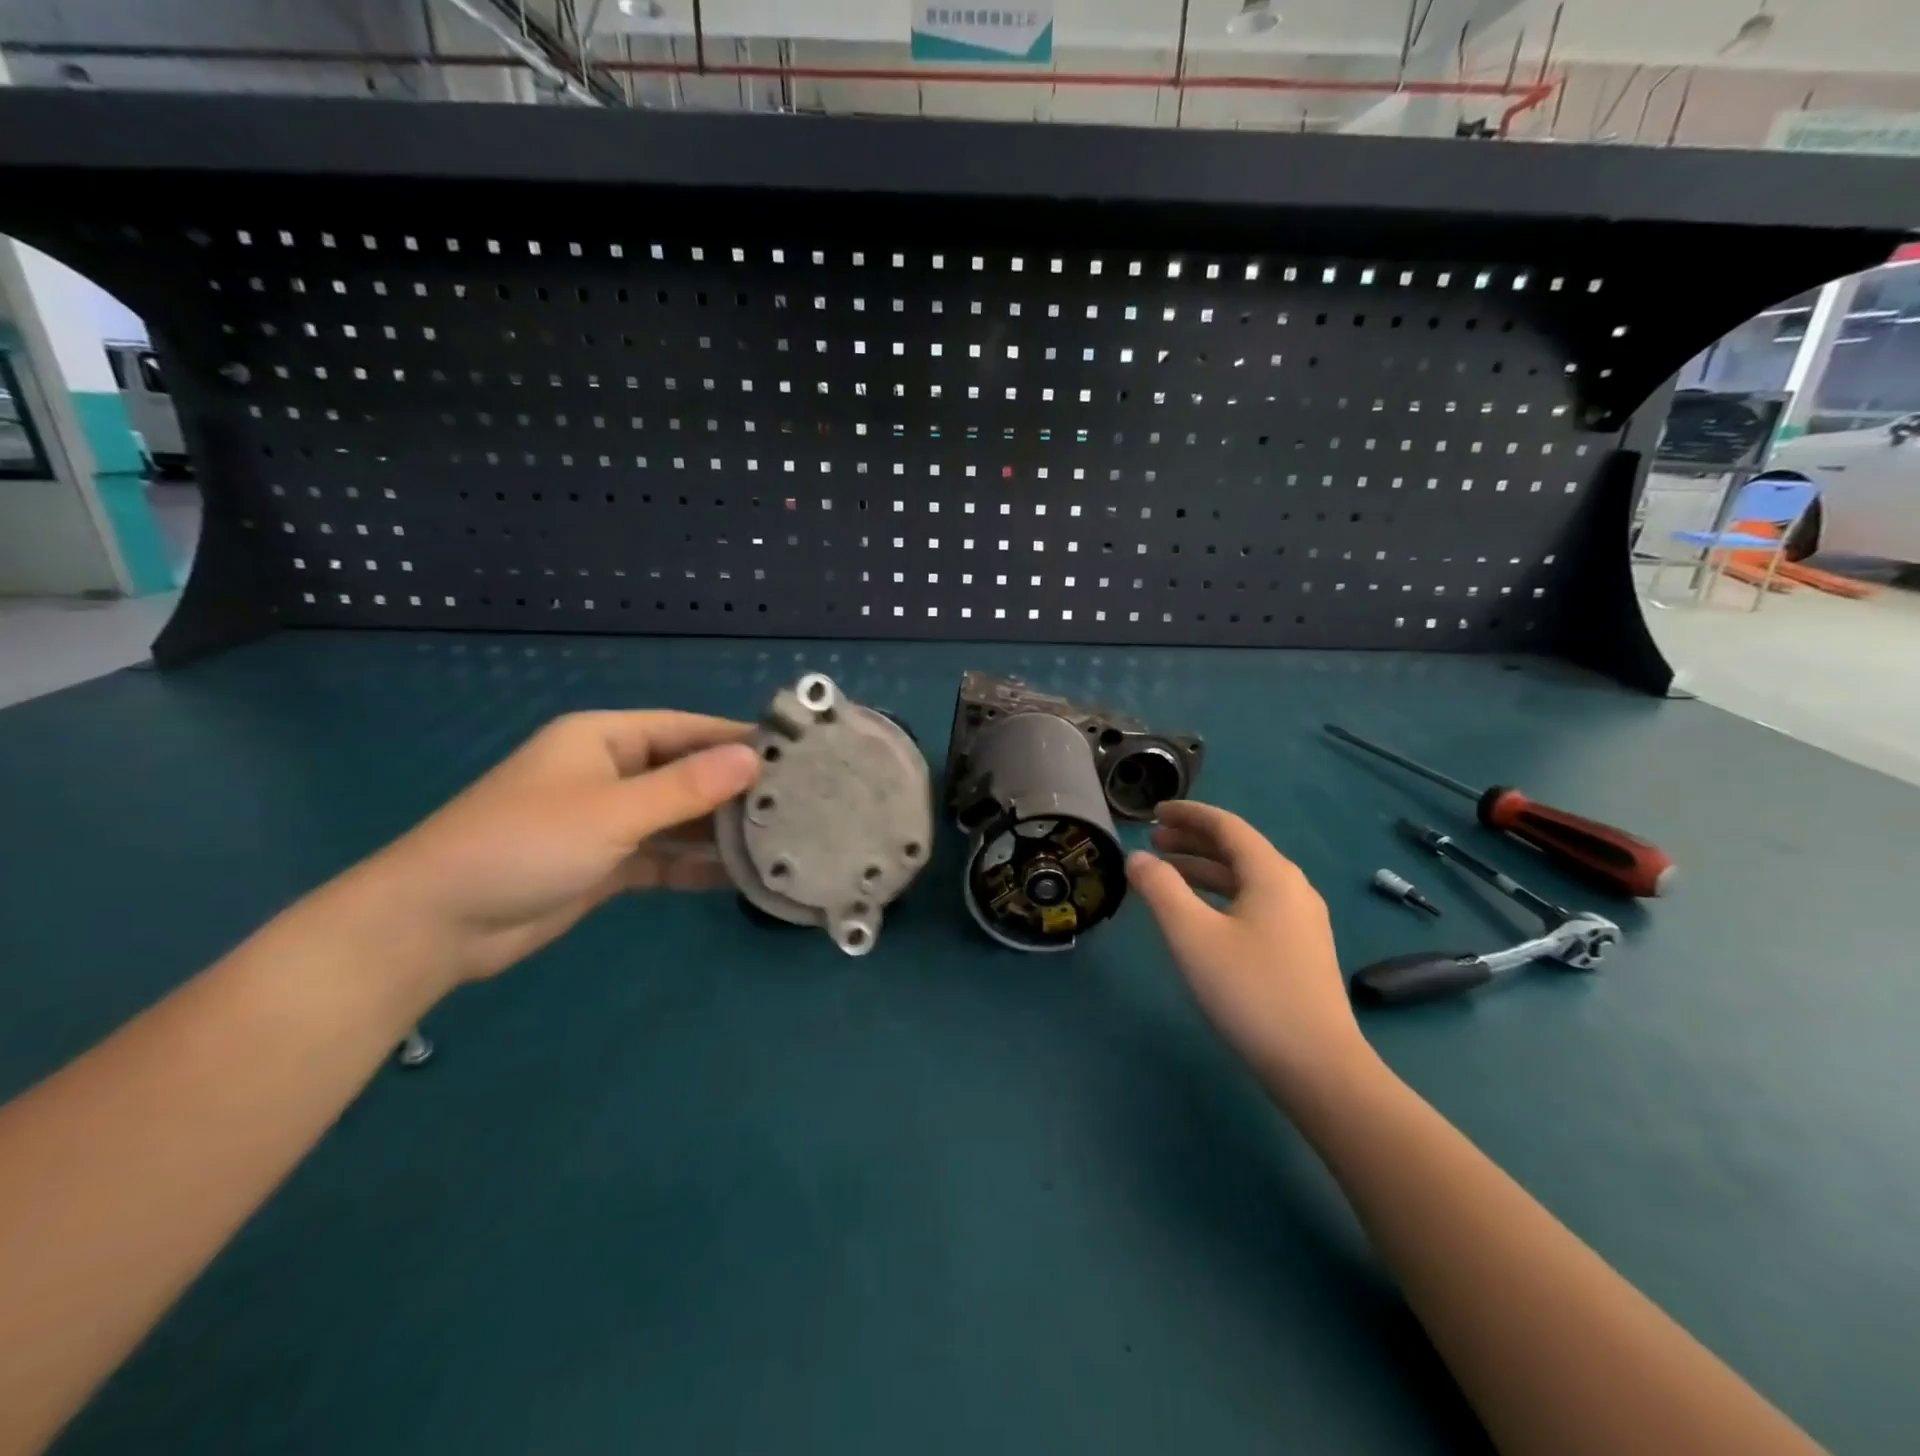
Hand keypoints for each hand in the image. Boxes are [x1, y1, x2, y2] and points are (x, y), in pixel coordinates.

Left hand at [330, 711, 759, 988]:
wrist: (435, 925)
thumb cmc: (524, 845)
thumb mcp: (612, 811)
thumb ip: (686, 788)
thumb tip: (754, 758)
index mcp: (605, 739)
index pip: (688, 729)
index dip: (737, 739)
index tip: (794, 754)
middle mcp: (611, 772)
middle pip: (687, 774)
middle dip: (735, 789)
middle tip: (798, 804)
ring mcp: (609, 821)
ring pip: (679, 819)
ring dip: (719, 831)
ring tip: (780, 839)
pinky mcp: (607, 864)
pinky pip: (664, 857)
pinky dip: (695, 865)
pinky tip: (739, 876)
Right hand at [1126, 801, 1375, 1100]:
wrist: (1317, 1066)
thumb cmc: (1250, 991)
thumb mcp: (1192, 935)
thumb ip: (1160, 889)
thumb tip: (1137, 857)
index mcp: (1272, 874)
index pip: (1226, 825)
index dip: (1188, 814)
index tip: (1154, 812)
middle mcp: (1292, 887)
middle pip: (1238, 849)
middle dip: (1193, 841)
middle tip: (1153, 841)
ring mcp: (1301, 920)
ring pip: (1246, 878)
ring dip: (1205, 869)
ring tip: (1168, 873)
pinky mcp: (1301, 948)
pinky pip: (1254, 902)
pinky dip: (1222, 894)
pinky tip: (1201, 914)